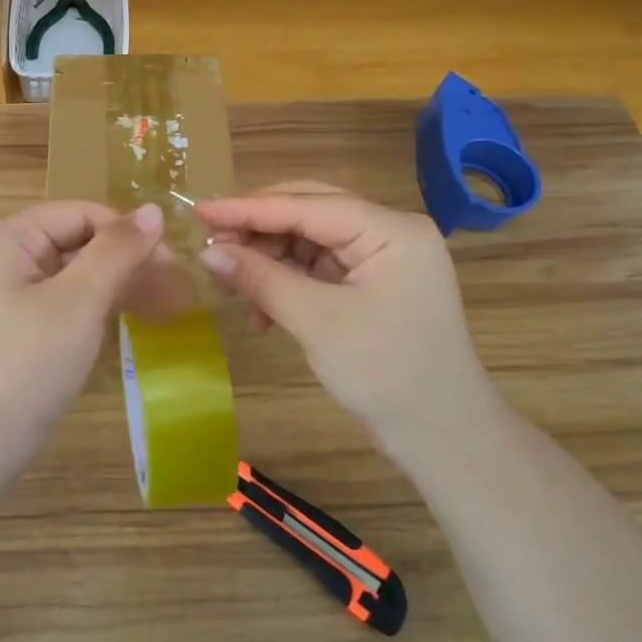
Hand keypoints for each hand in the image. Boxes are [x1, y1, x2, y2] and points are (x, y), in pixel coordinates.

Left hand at [0, 200, 169, 471]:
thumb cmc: (25, 366)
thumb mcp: (78, 303)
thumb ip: (117, 252)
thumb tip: (154, 211)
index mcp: (5, 239)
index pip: (80, 214)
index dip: (127, 234)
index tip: (171, 267)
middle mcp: (0, 257)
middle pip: (76, 242)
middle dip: (126, 264)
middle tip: (175, 295)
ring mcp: (2, 293)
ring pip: (72, 275)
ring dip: (116, 288)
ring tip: (163, 310)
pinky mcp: (11, 326)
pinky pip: (60, 302)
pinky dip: (93, 310)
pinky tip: (125, 324)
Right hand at [196, 183, 499, 445]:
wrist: (442, 437)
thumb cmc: (387, 372)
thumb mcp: (318, 322)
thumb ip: (262, 279)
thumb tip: (208, 252)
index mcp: (390, 230)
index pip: (307, 204)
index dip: (249, 208)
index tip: (199, 209)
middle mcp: (388, 233)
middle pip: (309, 213)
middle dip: (258, 230)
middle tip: (210, 242)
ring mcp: (381, 259)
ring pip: (308, 241)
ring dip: (268, 261)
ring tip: (228, 283)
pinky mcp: (371, 285)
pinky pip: (318, 269)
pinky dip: (286, 284)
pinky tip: (260, 313)